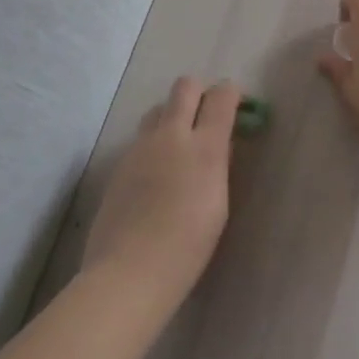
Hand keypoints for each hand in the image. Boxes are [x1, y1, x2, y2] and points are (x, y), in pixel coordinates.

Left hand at [82, 77, 238, 293]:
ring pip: (158, 108)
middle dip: (201, 93)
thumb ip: (219, 164)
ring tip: (181, 145)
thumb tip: (220, 143)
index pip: (221, 96)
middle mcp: (171, 136)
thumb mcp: (218, 203)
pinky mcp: (120, 164)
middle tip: (208, 117)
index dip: (232, 94)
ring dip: (173, 115)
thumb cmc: (188, 247)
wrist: (129, 271)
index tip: (238, 106)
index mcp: (204, 147)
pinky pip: (142, 138)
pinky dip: (155, 143)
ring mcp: (140, 147)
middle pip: (185, 86)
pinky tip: (158, 174)